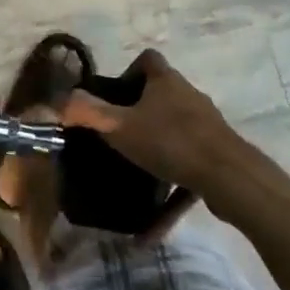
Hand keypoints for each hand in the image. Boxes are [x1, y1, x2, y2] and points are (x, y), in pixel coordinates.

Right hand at [59, 50, 240, 193]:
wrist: (230, 178)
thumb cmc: (170, 142)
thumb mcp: (120, 128)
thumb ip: (88, 114)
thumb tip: (59, 101)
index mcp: (166, 81)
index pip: (148, 60)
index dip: (130, 72)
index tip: (116, 97)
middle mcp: (188, 96)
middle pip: (162, 95)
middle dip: (140, 115)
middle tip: (120, 136)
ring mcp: (207, 126)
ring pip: (175, 133)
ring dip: (157, 152)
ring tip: (136, 176)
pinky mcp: (218, 156)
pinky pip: (188, 169)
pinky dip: (170, 191)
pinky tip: (152, 229)